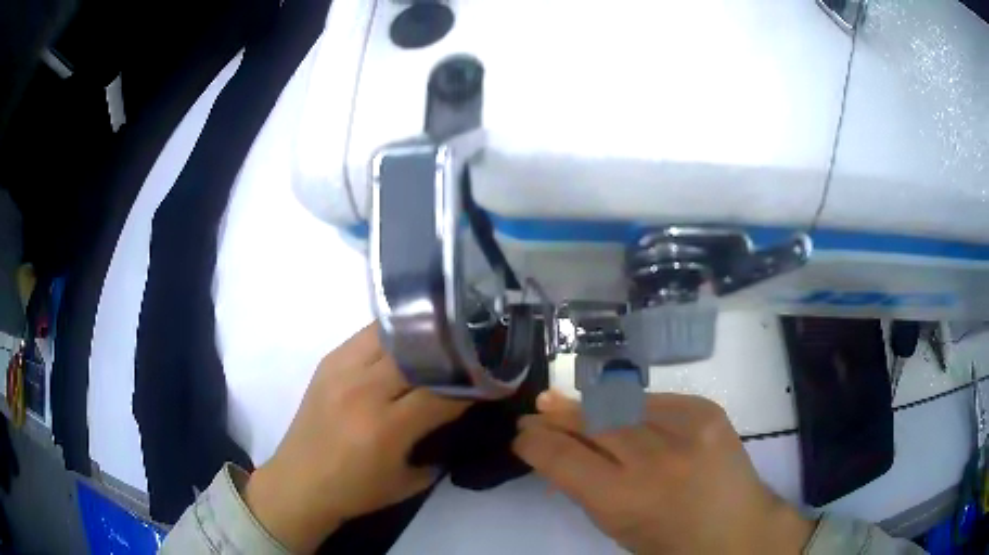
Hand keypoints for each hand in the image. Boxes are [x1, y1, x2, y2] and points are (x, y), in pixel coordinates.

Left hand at [245, 324, 470, 553]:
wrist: (299, 482)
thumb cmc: (356, 491)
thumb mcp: (410, 481)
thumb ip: (439, 447)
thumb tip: (461, 416)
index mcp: (385, 427)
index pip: (442, 391)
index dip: (472, 385)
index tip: (491, 380)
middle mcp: (363, 390)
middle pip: (419, 353)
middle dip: (450, 352)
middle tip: (471, 353)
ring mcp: (341, 370)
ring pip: (392, 334)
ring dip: (421, 336)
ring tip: (441, 340)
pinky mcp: (327, 362)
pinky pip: (367, 335)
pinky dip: (392, 336)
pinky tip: (406, 344)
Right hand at [513, 391, 813, 554]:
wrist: (738, 529)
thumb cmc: (670, 542)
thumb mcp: (616, 527)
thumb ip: (586, 487)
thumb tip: (558, 450)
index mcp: (622, 500)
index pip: (562, 458)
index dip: (535, 442)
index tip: (521, 435)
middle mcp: (652, 459)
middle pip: (591, 422)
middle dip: (557, 415)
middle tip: (537, 409)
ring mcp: (685, 429)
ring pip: (621, 403)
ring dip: (589, 403)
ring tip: (566, 400)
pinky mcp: (707, 411)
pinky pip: (656, 400)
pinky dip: (632, 405)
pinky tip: (621, 408)